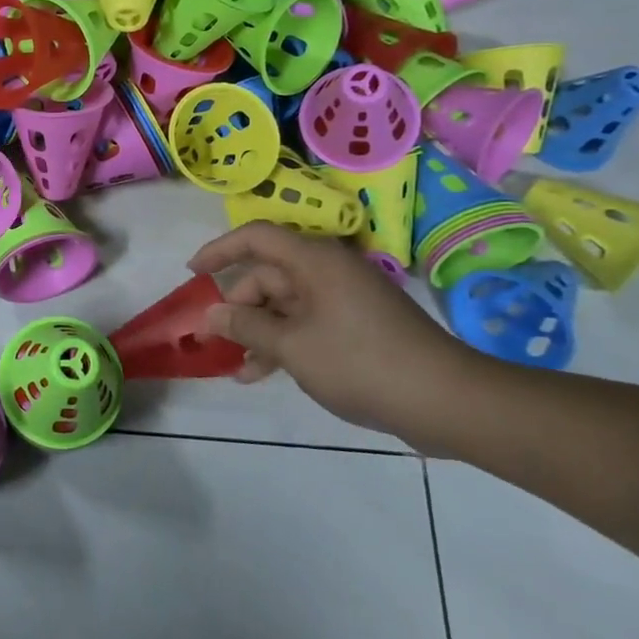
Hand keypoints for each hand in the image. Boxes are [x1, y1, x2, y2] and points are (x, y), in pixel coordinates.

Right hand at [188, 222, 475, 440]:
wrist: (447, 401)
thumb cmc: (361, 362)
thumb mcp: (293, 347)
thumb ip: (247, 326)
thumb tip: (212, 314)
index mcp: (314, 260)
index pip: (255, 237)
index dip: (219, 250)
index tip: (192, 274)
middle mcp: (328, 271)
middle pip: (268, 275)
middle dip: (237, 305)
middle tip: (212, 338)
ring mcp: (345, 299)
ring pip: (286, 304)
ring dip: (258, 331)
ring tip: (235, 367)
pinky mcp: (358, 326)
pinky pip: (307, 323)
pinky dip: (284, 342)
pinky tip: (263, 373)